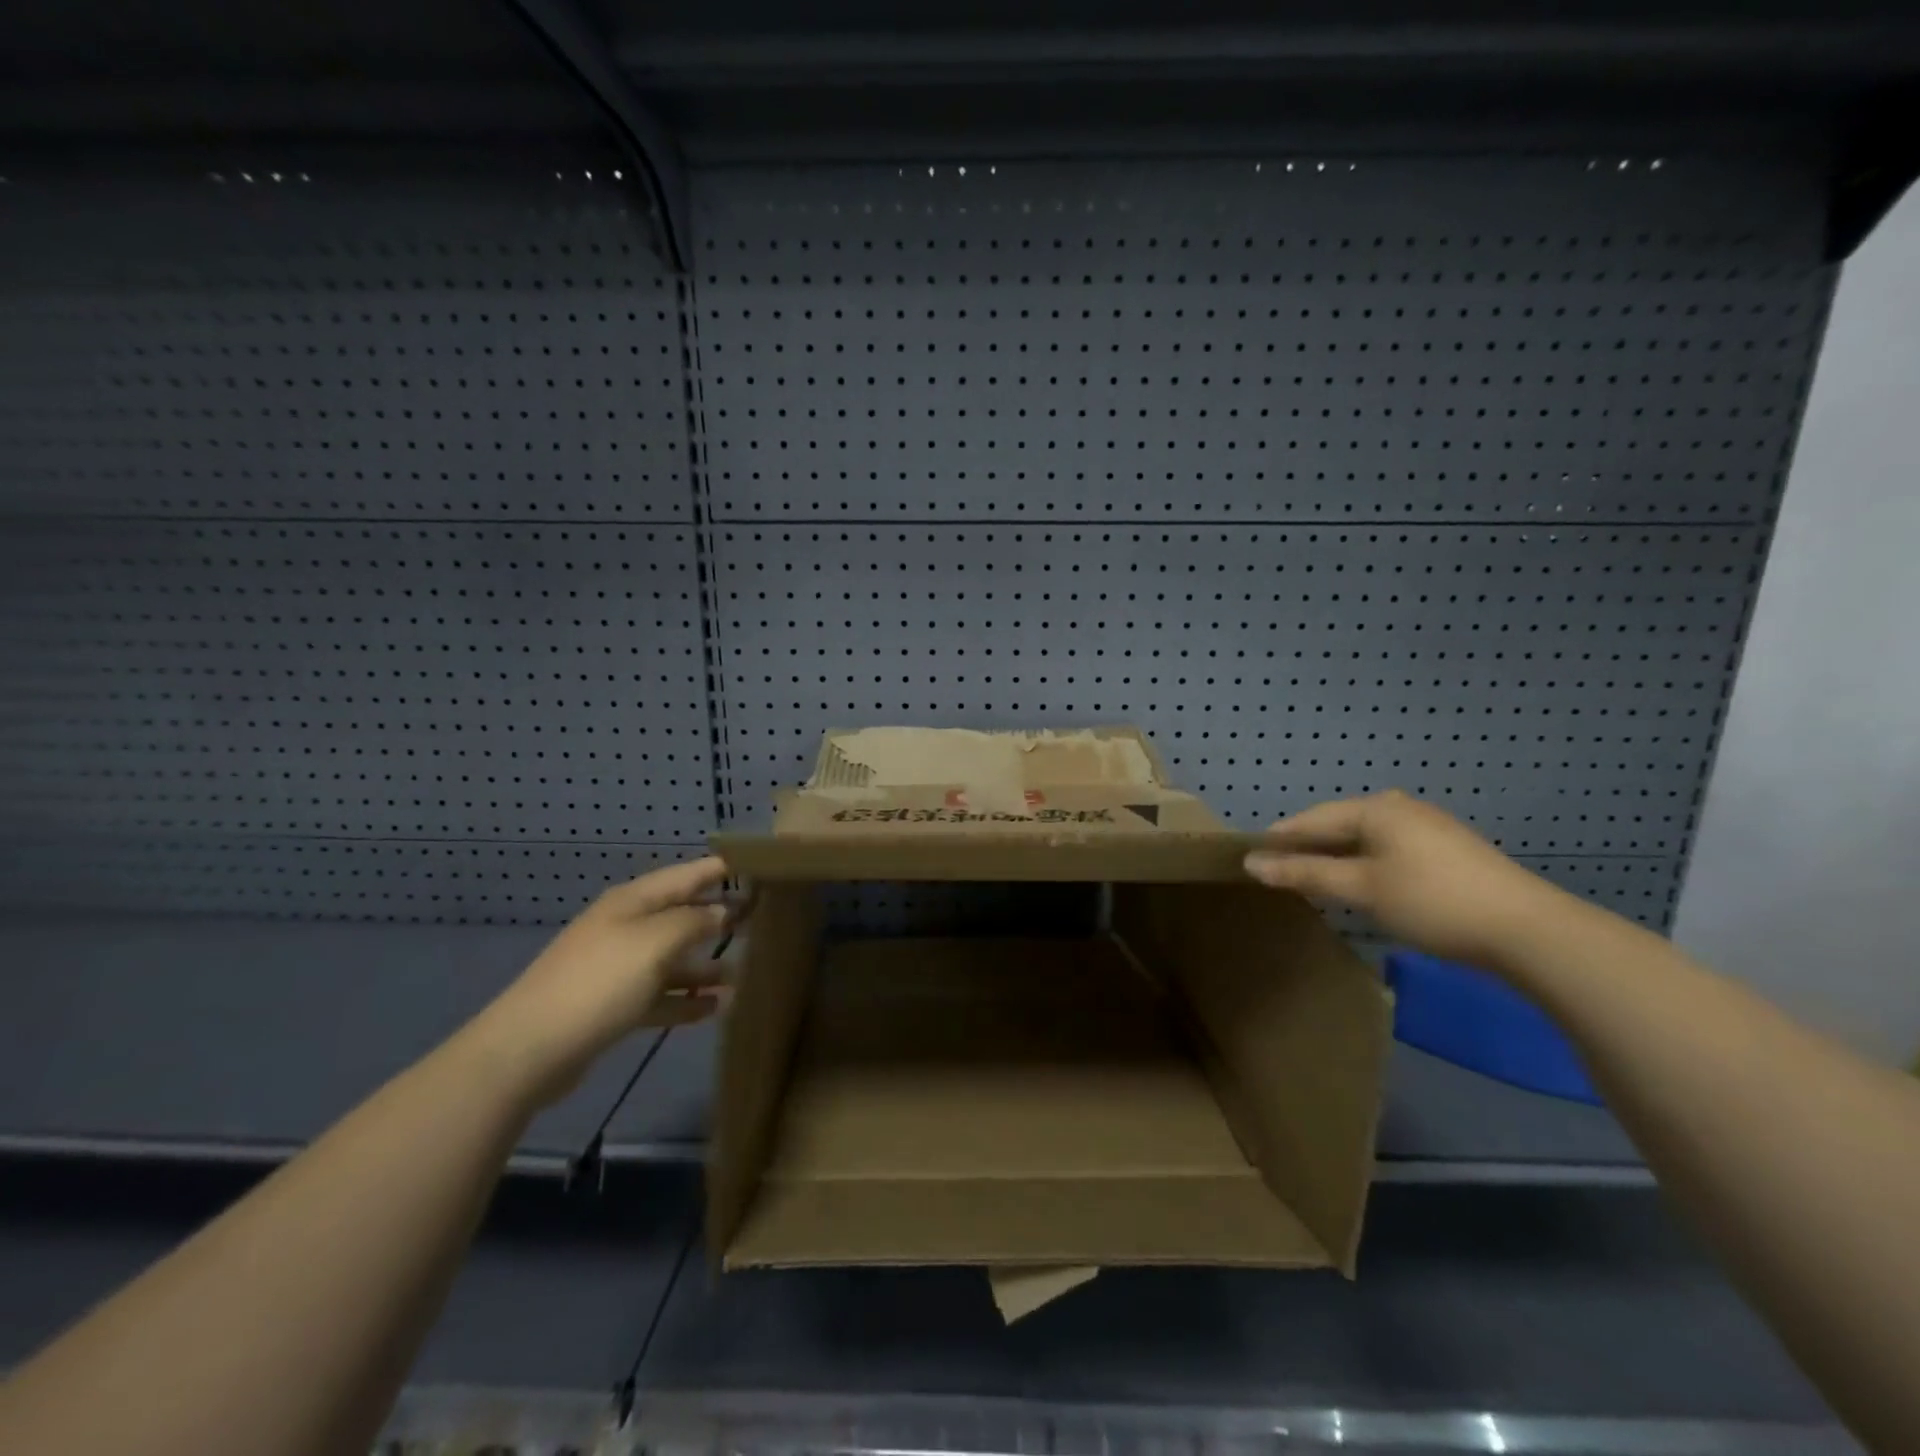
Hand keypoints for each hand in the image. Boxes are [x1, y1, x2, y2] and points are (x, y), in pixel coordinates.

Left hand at [474, 857, 734, 1105]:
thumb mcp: (656, 942)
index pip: (685, 875)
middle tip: (760, 920)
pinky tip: (715, 1008)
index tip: (756, 867)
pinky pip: (659, 994)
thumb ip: (695, 921)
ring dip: (705, 964)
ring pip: (671, 958)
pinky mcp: (612, 1005)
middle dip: (717, 917)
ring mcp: (616, 967)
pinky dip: (686, 999)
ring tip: (742, 972)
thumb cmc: (599, 982)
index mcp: (632, 902)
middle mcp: (625, 927)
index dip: (718, 869)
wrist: (528, 1049)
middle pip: (680, 915)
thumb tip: (724, 910)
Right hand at [1243, 790, 1561, 969]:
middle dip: (1308, 846)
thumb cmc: (1431, 901)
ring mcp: (1429, 827)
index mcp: (1376, 809)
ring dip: (1337, 856)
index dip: (1280, 837)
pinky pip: (1389, 848)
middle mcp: (1401, 808)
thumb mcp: (1361, 888)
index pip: (1312, 818)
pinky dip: (1365, 863)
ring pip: (1366, 838)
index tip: (1250, 855)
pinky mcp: (1448, 850)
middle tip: (1279, 870)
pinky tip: (1362, 883)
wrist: (1528, 930)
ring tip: (1314, 877)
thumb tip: (1251, 863)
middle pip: (1339, 824)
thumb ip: (1305, 873)